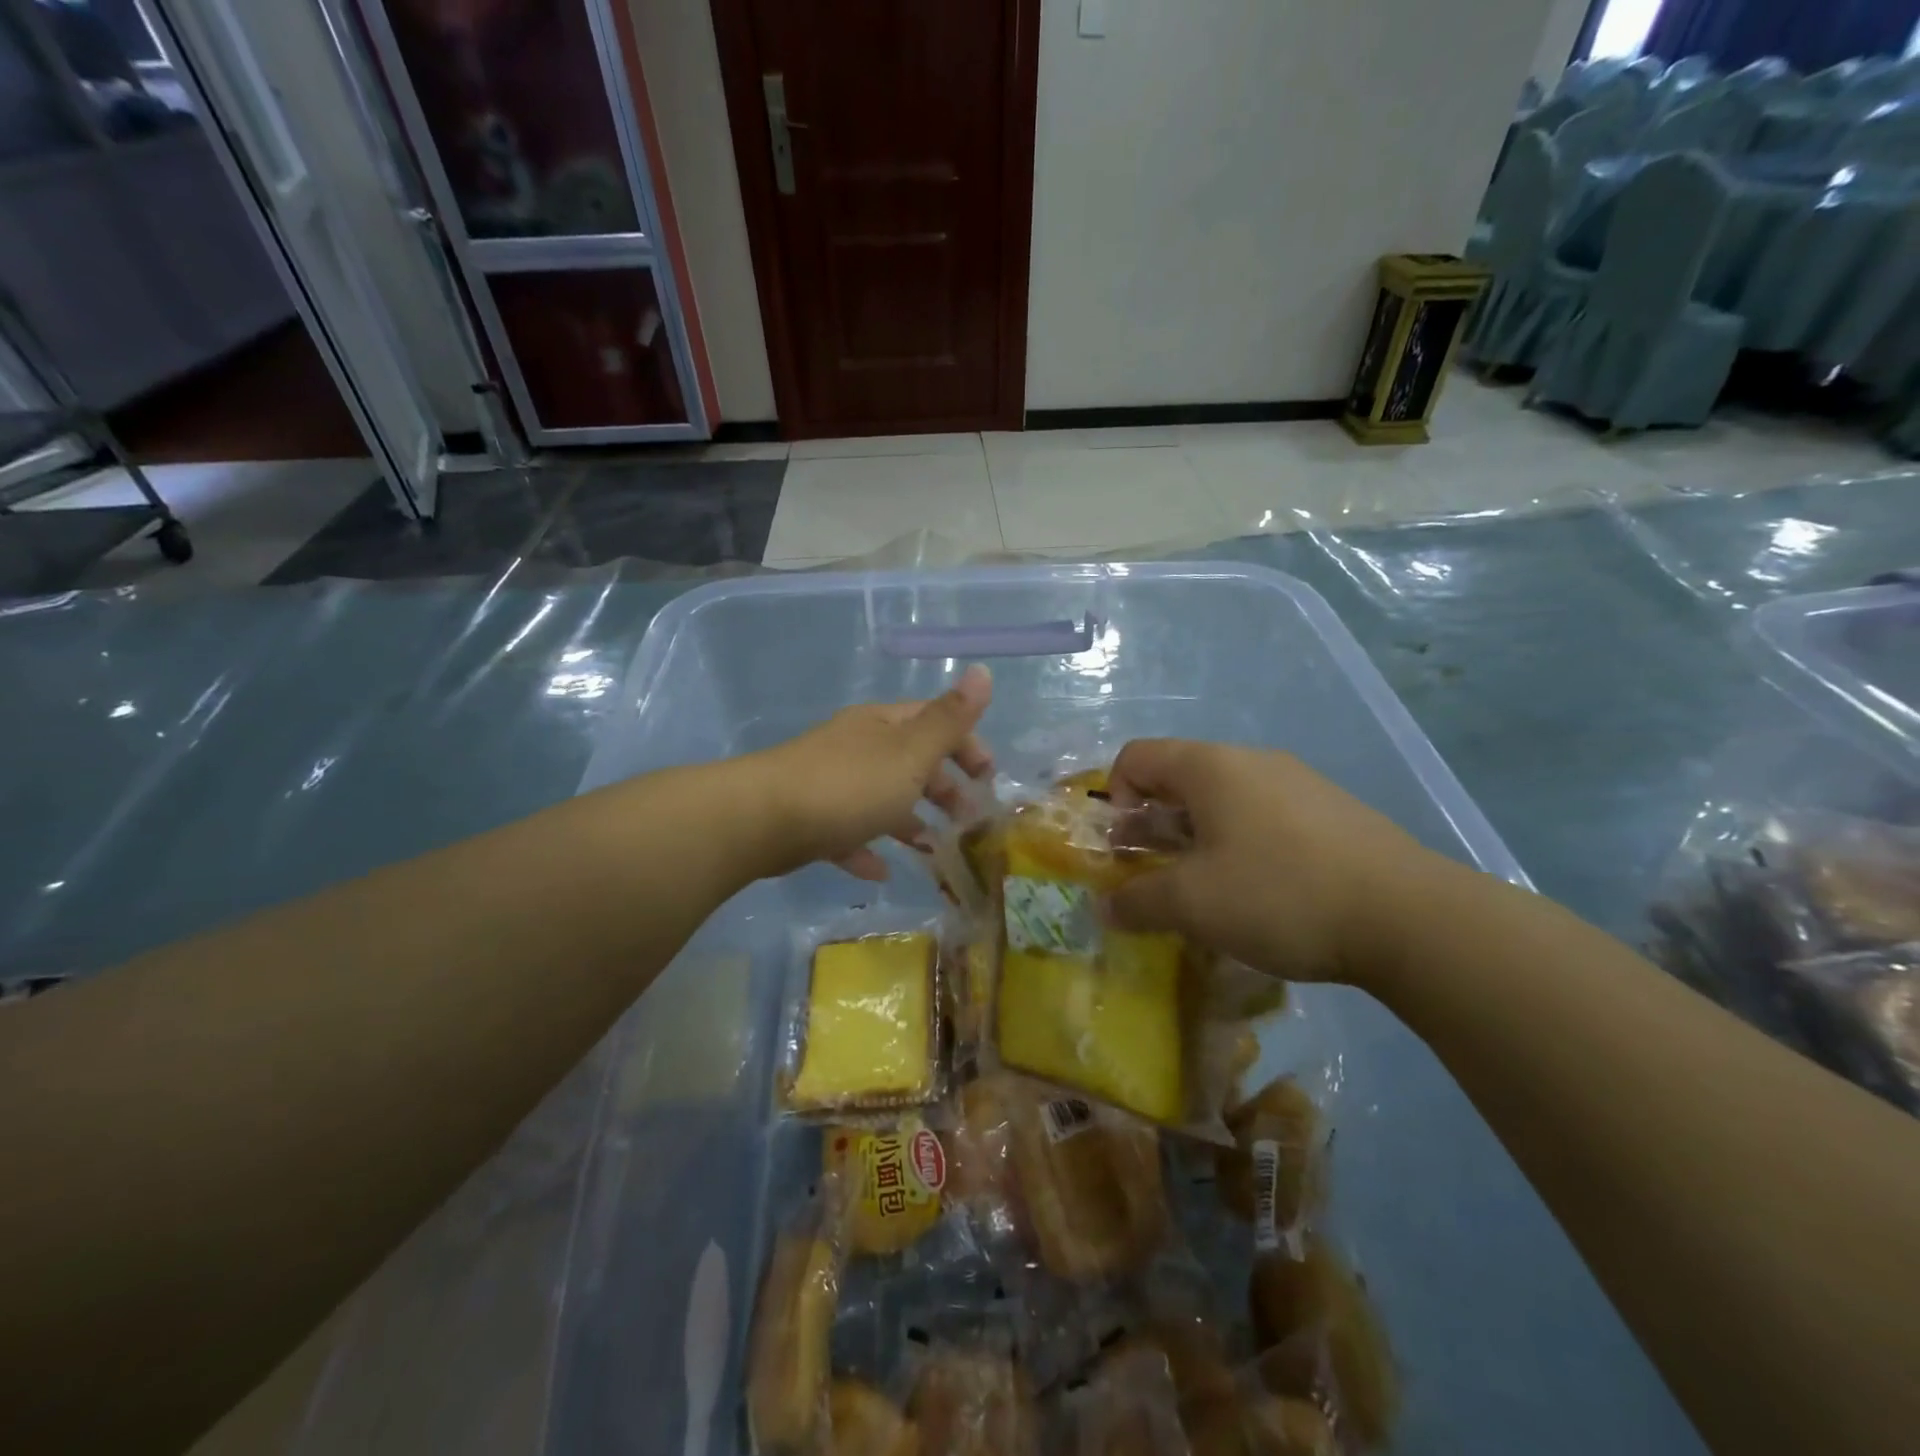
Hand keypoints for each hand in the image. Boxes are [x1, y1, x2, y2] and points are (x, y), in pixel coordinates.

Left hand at [752, 665, 993, 880]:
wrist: (762, 820)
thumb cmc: (849, 785)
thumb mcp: (910, 753)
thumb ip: (949, 719)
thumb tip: (983, 670)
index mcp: (882, 725)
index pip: (934, 722)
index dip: (967, 744)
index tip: (989, 778)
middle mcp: (857, 747)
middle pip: (909, 760)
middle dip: (942, 785)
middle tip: (967, 817)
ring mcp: (830, 783)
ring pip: (880, 797)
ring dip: (909, 818)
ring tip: (933, 846)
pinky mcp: (809, 820)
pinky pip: (848, 832)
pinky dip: (867, 848)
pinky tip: (881, 871)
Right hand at [1104, 740, 1444, 988]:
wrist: (1409, 917)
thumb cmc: (1280, 895)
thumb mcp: (1193, 904)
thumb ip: (1137, 901)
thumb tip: (1104, 907)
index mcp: (1210, 766)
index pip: (1136, 757)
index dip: (1115, 798)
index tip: (1125, 849)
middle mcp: (1252, 761)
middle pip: (1179, 778)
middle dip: (1154, 825)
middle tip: (1156, 876)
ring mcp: (1298, 783)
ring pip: (1224, 800)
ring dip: (1197, 839)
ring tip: (1208, 891)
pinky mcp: (1332, 812)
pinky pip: (1264, 817)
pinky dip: (1242, 845)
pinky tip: (1262, 893)